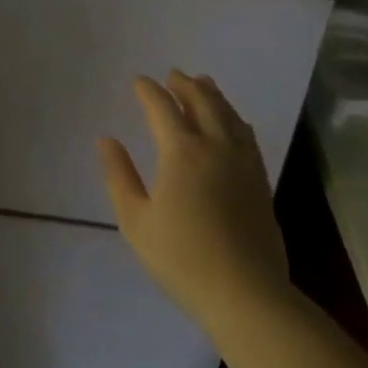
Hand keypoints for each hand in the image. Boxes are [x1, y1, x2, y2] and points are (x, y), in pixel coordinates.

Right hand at [97, 70, 288, 327]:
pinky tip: (232, 123)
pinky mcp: (260, 181)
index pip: (163, 108)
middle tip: (173, 75)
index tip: (138, 81)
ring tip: (203, 85)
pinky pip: (246, 135)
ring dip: (213, 95)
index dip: (149, 91)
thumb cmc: (180, 257)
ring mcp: (244, 163)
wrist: (245, 293)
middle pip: (203, 102)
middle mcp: (216, 147)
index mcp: (182, 152)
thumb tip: (107, 140)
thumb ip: (119, 175)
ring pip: (229, 115)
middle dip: (185, 85)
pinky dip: (234, 118)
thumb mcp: (135, 219)